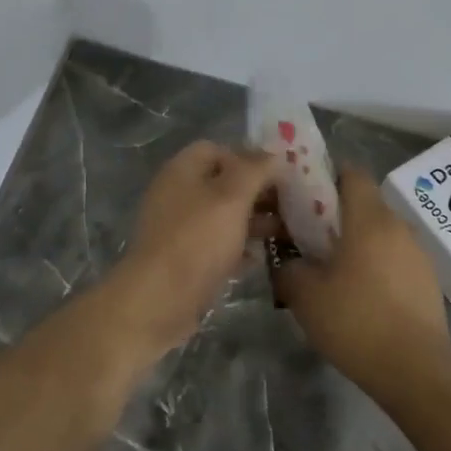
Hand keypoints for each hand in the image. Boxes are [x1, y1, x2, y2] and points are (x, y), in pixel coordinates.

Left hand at [108, 141, 277, 351]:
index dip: (248, 157)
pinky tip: (261, 258)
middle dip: (257, 192)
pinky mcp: (184, 260)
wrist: (158, 301)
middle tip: (292, 204)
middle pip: (222, 184)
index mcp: (182, 171)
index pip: (216, 149)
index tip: (278, 174)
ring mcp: (179, 230)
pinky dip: (239, 248)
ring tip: (286, 231)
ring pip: (222, 217)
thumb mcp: (231, 197)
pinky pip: (217, 246)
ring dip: (253, 221)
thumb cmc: (197, 240)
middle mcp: (178, 195)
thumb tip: (273, 154)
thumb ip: (254, 170)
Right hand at [272, 167, 450, 397]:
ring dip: (355, 242)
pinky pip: (394, 258)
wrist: (415, 370)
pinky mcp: (427, 281)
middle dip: (335, 214)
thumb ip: (288, 268)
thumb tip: (287, 262)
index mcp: (369, 219)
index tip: (302, 195)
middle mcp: (398, 227)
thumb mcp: (305, 295)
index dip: (325, 176)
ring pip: (379, 233)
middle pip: (364, 203)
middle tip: (306, 237)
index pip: (351, 172)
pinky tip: (358, 294)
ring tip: (331, 270)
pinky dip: (374, 265)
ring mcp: (418, 254)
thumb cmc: (356, 321)